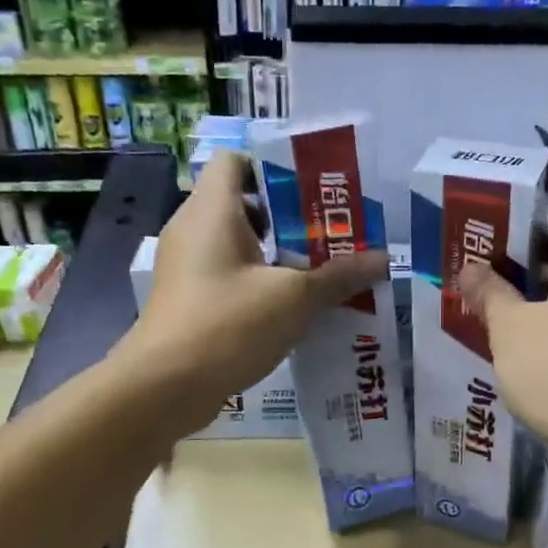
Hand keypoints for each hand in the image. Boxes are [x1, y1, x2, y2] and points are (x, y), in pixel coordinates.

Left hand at [119, 149, 386, 430]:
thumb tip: (383, 260)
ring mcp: (187, 268)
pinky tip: (293, 309)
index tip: (314, 193)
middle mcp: (193, 229)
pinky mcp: (189, 301)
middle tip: (333, 235)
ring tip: (322, 273)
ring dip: (278, 257)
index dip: (274, 168)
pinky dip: (259, 285)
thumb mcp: (293, 299)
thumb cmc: (228, 324)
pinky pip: (229, 278)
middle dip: (290, 219)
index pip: (236, 161)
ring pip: (238, 247)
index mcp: (212, 210)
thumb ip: (338, 276)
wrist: (165, 386)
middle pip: (243, 205)